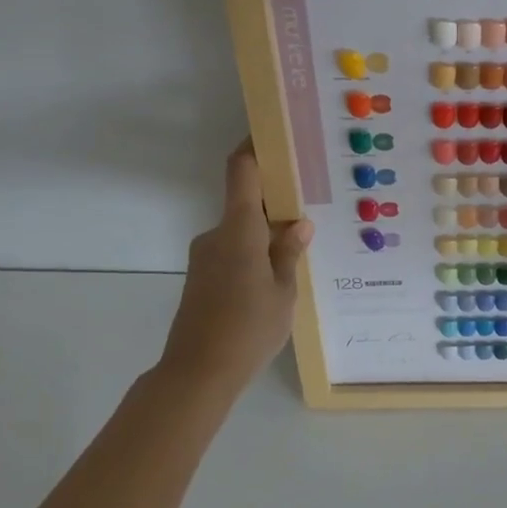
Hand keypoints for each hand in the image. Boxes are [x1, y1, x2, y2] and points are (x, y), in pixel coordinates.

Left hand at [160, 139, 312, 393]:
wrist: (196, 374)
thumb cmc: (247, 328)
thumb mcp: (283, 292)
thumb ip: (289, 253)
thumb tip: (298, 223)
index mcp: (239, 229)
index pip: (242, 171)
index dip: (255, 147)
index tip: (274, 133)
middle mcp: (217, 234)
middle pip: (246, 202)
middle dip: (276, 200)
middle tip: (311, 203)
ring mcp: (206, 257)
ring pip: (241, 231)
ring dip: (266, 232)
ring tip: (301, 248)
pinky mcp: (201, 278)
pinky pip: (233, 251)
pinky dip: (254, 253)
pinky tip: (276, 277)